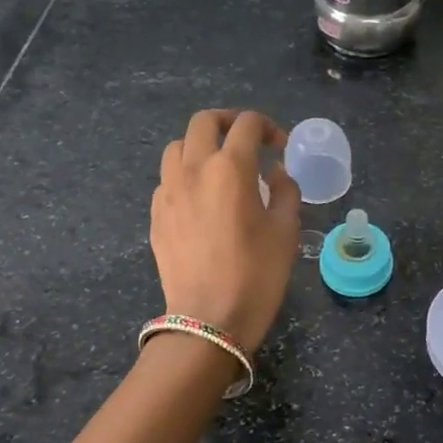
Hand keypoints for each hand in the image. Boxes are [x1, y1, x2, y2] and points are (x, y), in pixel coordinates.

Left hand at [151, 110, 300, 349]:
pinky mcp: (156, 215)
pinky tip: (202, 199)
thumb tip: (275, 173)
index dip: (269, 127)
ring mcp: (168, 192)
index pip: (247, 124)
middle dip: (229, 122)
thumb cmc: (257, 275)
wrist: (209, 320)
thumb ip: (285, 191)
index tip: (280, 147)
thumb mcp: (286, 231)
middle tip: (248, 142)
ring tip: (219, 167)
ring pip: (178, 147)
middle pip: (204, 122)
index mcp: (230, 168)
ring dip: (201, 146)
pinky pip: (168, 179)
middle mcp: (194, 169)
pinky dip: (186, 176)